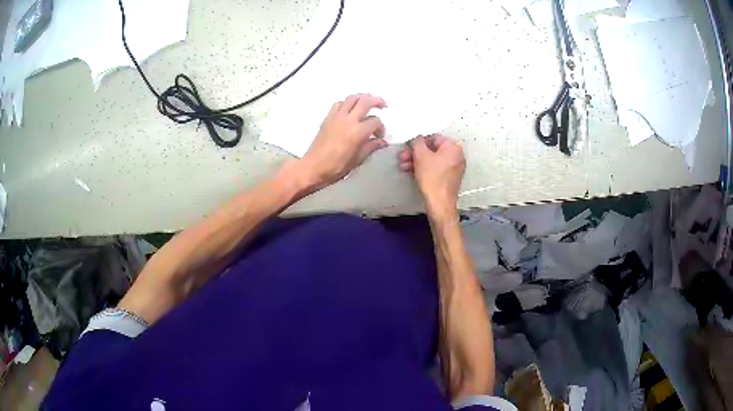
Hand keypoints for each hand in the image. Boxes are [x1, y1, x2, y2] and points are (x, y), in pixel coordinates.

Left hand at [296, 94, 387, 191]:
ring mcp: (336, 117)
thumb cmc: (336, 167)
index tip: (379, 137)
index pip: (375, 121)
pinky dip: (347, 103)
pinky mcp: (328, 118)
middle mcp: (348, 120)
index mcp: (357, 131)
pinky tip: (350, 109)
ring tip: (368, 102)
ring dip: (362, 97)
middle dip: (377, 101)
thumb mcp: (357, 160)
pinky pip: (339, 103)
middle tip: (383, 105)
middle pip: (365, 101)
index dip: (381, 128)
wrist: (313, 167)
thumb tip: (382, 142)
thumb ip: (371, 147)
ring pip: (352, 98)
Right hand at [399, 134, 465, 215]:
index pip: (433, 138)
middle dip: (415, 153)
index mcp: (453, 147)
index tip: (407, 146)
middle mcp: (456, 156)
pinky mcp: (449, 178)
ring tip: (403, 166)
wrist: (439, 203)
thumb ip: (417, 141)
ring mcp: (454, 167)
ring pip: (432, 159)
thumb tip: (416, 137)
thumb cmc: (432, 178)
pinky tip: (410, 171)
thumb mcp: (421, 156)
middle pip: (432, 149)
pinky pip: (435, 168)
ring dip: (416, 161)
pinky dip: (423, 168)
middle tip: (403, 156)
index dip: (418, 141)